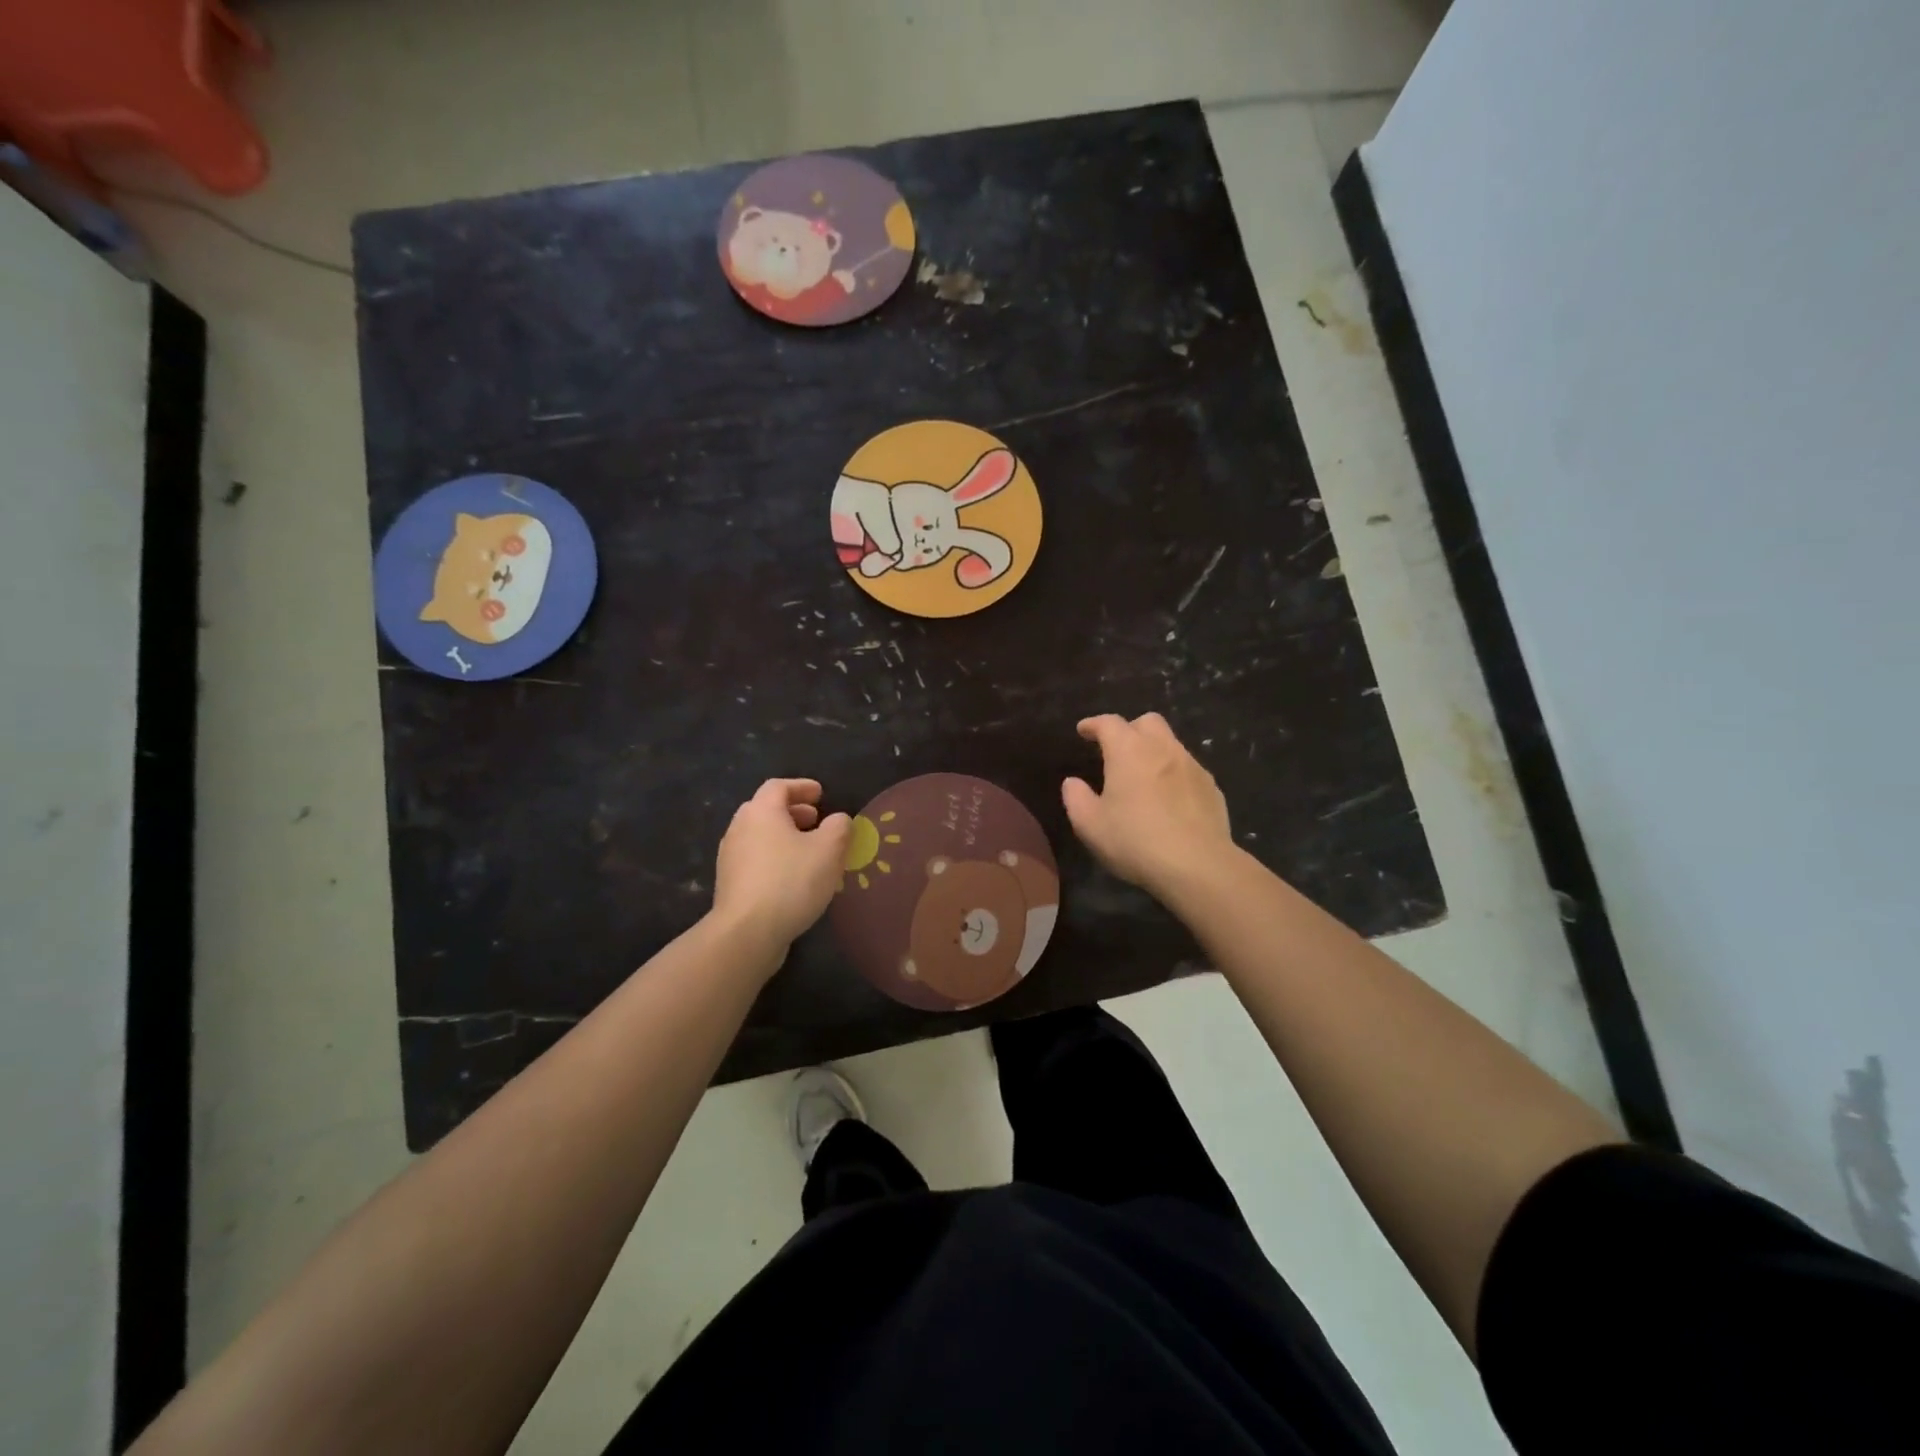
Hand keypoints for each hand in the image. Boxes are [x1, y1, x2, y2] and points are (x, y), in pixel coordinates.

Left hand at [711, 779, 851, 951]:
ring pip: (760, 836)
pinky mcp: (730, 884)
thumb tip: (838, 819)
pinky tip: (793, 878)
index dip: (802, 787)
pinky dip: (775, 858)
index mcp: (761, 812)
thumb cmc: (791, 881)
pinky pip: (756, 860)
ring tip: (808, 851)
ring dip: (784, 837)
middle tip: (816, 820)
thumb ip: (839, 827)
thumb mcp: (829, 850)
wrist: (746, 933)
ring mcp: (730, 858)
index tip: (821, 794)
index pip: (779, 787)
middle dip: (793, 812)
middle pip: (766, 810)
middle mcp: (740, 828)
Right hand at [1063, 713, 1234, 897]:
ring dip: (1154, 751)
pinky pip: (1188, 769)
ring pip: (1171, 744)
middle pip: (1147, 722)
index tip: (1084, 731)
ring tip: (1143, 777)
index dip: (1094, 724)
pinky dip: (1174, 774)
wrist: (1198, 866)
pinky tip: (1169, 800)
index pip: (1109, 723)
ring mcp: (1192, 766)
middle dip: (1129, 729)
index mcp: (1129, 751)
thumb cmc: (1136, 841)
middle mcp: (1163, 749)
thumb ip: (1076, 798)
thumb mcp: (1090, 825)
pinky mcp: (1211, 788)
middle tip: (1117, 750)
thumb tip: (1072, 782)